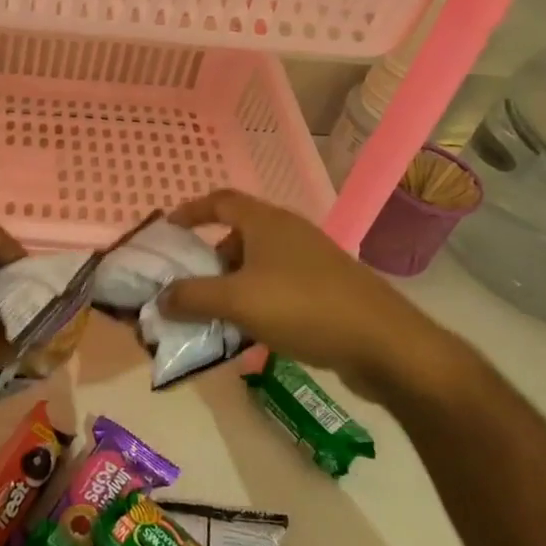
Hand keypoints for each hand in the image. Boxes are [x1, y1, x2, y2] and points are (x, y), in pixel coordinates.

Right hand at [161, 189, 475, 406]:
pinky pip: (279, 286)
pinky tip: (253, 332)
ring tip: (217, 314)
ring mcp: (312, 260)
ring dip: (233, 284)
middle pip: (238, 234)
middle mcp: (289, 233)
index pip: (220, 201)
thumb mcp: (237, 301)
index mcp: (266, 222)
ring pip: (259, 263)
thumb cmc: (303, 308)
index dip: (191, 211)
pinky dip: (258, 300)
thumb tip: (161, 298)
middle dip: (210, 258)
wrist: (384, 344)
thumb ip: (192, 297)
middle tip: (190, 285)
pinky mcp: (328, 289)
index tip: (167, 230)